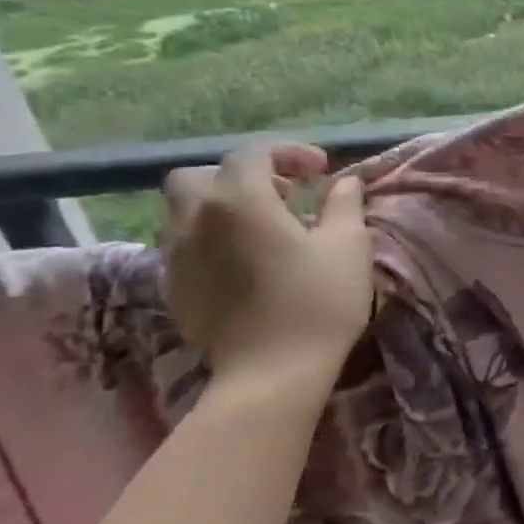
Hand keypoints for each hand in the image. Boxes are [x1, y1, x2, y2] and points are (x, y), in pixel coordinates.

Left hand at [161, 143, 372, 378]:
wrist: (273, 370)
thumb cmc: (319, 300)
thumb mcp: (348, 245)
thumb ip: (344, 204)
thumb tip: (344, 182)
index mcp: (240, 200)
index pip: (253, 153)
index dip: (289, 152)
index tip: (322, 171)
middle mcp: (196, 218)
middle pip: (201, 176)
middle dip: (241, 176)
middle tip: (283, 196)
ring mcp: (177, 254)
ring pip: (185, 210)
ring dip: (222, 207)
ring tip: (264, 229)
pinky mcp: (174, 286)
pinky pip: (184, 245)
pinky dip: (212, 238)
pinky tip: (246, 262)